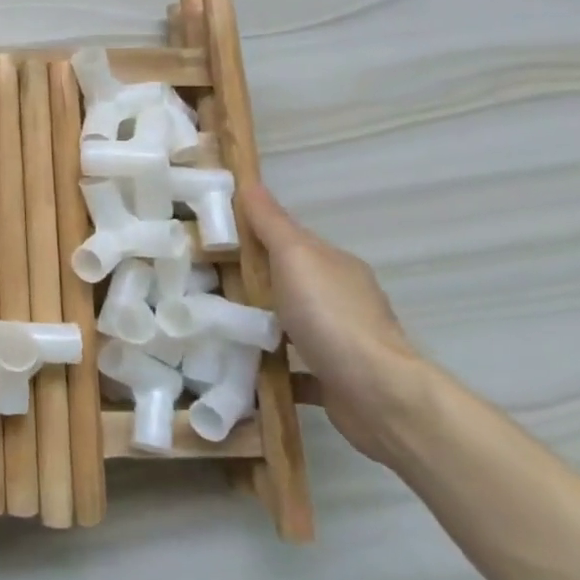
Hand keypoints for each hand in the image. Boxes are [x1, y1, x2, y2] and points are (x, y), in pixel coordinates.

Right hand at [237, 181, 425, 463]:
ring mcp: (340, 342)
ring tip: (212, 327)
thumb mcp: (294, 256)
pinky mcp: (334, 381)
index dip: (252, 235)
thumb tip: (250, 182)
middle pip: (287, 282)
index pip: (289, 240)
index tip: (211, 238)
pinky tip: (238, 369)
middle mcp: (341, 300)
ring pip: (289, 326)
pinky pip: (293, 369)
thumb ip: (271, 223)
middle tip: (200, 283)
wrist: (379, 396)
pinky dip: (269, 367)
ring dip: (258, 326)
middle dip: (250, 283)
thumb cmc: (331, 316)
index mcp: (334, 266)